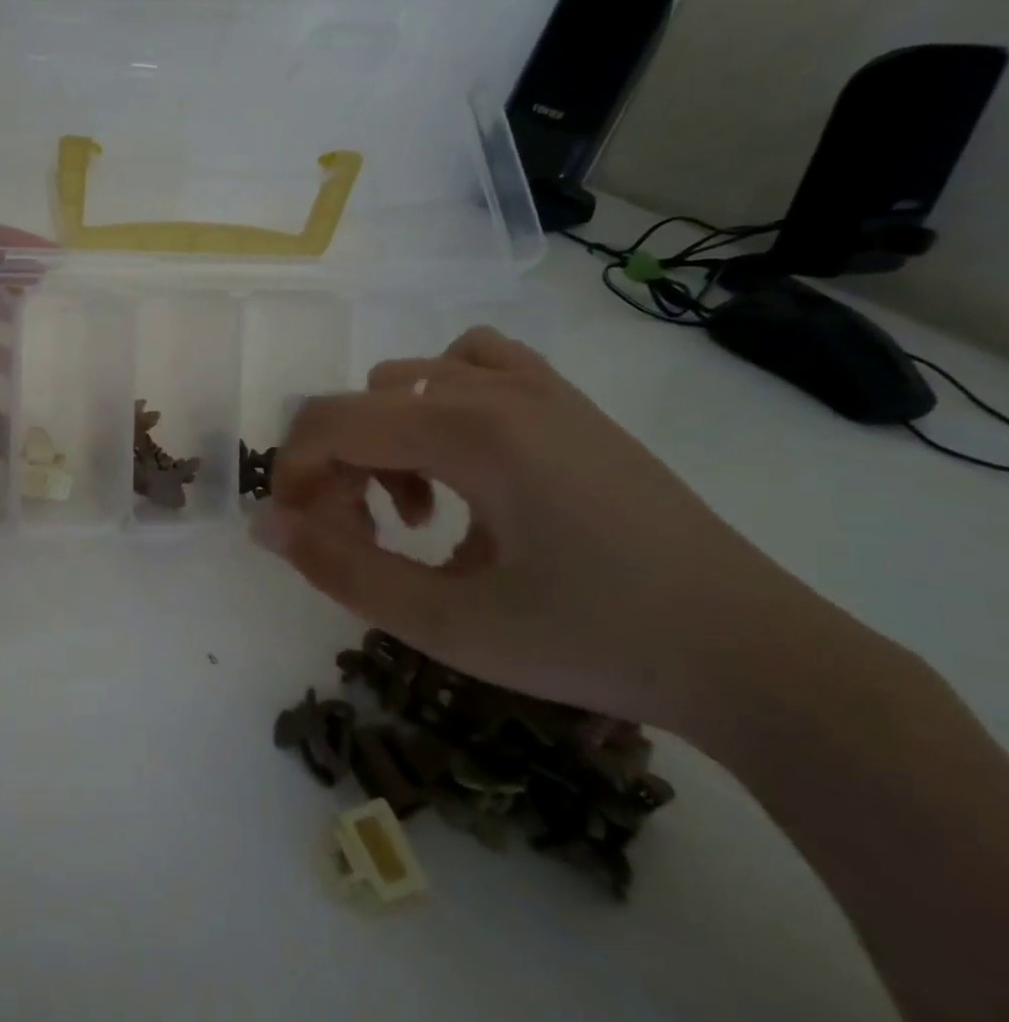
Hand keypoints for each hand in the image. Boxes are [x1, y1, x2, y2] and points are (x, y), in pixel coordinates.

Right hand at [252, 326, 845, 737]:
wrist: (754, 656)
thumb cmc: (595, 643)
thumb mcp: (449, 626)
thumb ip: (343, 570)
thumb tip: (266, 525)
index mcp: (469, 433)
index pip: (330, 423)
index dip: (293, 477)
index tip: (303, 539)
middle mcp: (497, 390)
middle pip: (362, 404)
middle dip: (336, 471)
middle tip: (364, 543)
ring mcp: (540, 389)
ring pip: (408, 381)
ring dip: (383, 440)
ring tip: (417, 511)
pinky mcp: (568, 405)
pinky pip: (473, 365)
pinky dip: (437, 401)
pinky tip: (461, 462)